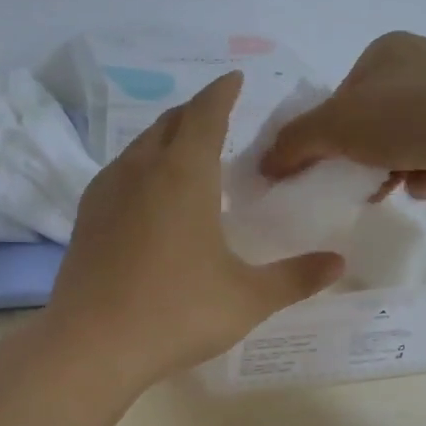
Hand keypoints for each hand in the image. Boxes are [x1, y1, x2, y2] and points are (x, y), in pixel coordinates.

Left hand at [39, 72, 345, 391]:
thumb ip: (296, 278)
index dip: (222, 92)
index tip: (234, 79)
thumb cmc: (176, 313)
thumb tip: (339, 263)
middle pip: (169, 123)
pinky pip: (119, 172)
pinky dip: (141, 166)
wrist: (90, 345)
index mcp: (184, 174)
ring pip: (139, 146)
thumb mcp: (247, 298)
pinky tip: (148, 194)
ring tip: (185, 151)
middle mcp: (141, 170)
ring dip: (165, 137)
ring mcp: (106, 192)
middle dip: (195, 112)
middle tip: (217, 115)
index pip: (205, 114)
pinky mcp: (85, 218)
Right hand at [259, 32, 425, 199]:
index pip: (342, 95)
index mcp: (386, 52)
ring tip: (392, 190)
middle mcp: (425, 65)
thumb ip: (295, 143)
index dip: (327, 132)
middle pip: (376, 119)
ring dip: (395, 167)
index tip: (324, 164)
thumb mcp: (336, 126)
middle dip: (362, 154)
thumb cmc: (409, 115)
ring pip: (411, 139)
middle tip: (356, 183)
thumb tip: (264, 164)